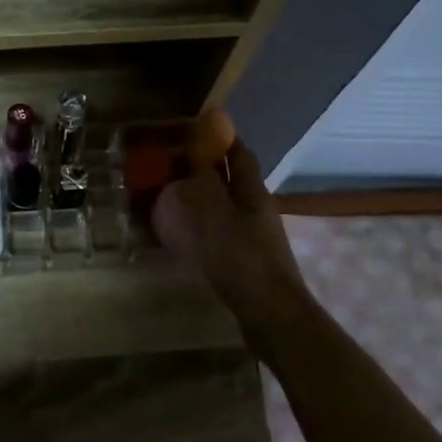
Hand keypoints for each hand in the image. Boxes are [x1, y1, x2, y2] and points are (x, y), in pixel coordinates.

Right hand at [152, 139, 310, 325]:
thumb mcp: (215, 215)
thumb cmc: (242, 260)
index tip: (195, 126)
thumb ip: (203, 182)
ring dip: (202, 194)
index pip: (239, 153)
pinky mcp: (245, 258)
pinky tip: (182, 230)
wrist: (271, 315)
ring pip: (225, 203)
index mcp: (252, 193)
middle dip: (207, 165)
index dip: (221, 137)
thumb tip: (194, 152)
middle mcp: (255, 209)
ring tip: (171, 192)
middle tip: (172, 159)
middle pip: (232, 178)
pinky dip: (200, 220)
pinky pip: (219, 228)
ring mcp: (253, 235)